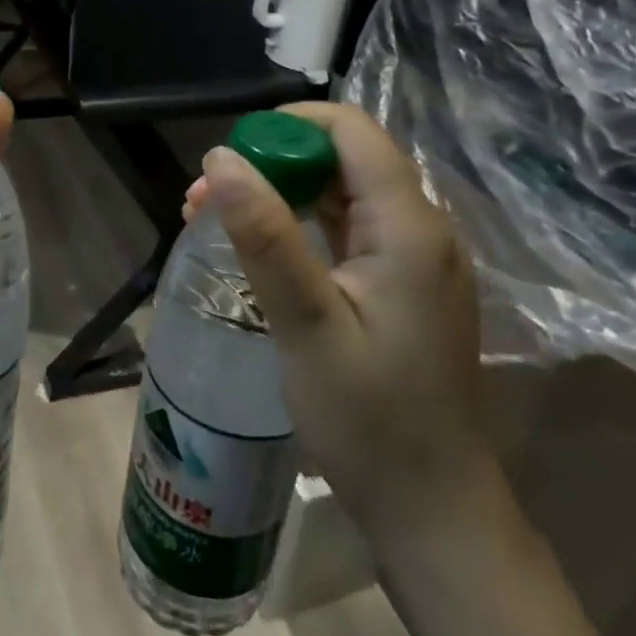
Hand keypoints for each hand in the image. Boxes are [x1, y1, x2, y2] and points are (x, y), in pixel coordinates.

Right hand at [186, 102, 492, 546]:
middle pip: (343, 158)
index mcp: (409, 227)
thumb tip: (221, 157)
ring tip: (214, 217)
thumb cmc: (369, 420)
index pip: (352, 131)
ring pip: (340, 192)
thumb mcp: (307, 324)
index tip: (229, 157)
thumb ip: (266, 236)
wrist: (431, 509)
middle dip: (271, 162)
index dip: (287, 125)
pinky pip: (345, 228)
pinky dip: (298, 224)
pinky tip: (257, 245)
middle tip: (204, 199)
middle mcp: (421, 229)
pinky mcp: (399, 284)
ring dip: (278, 192)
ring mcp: (413, 258)